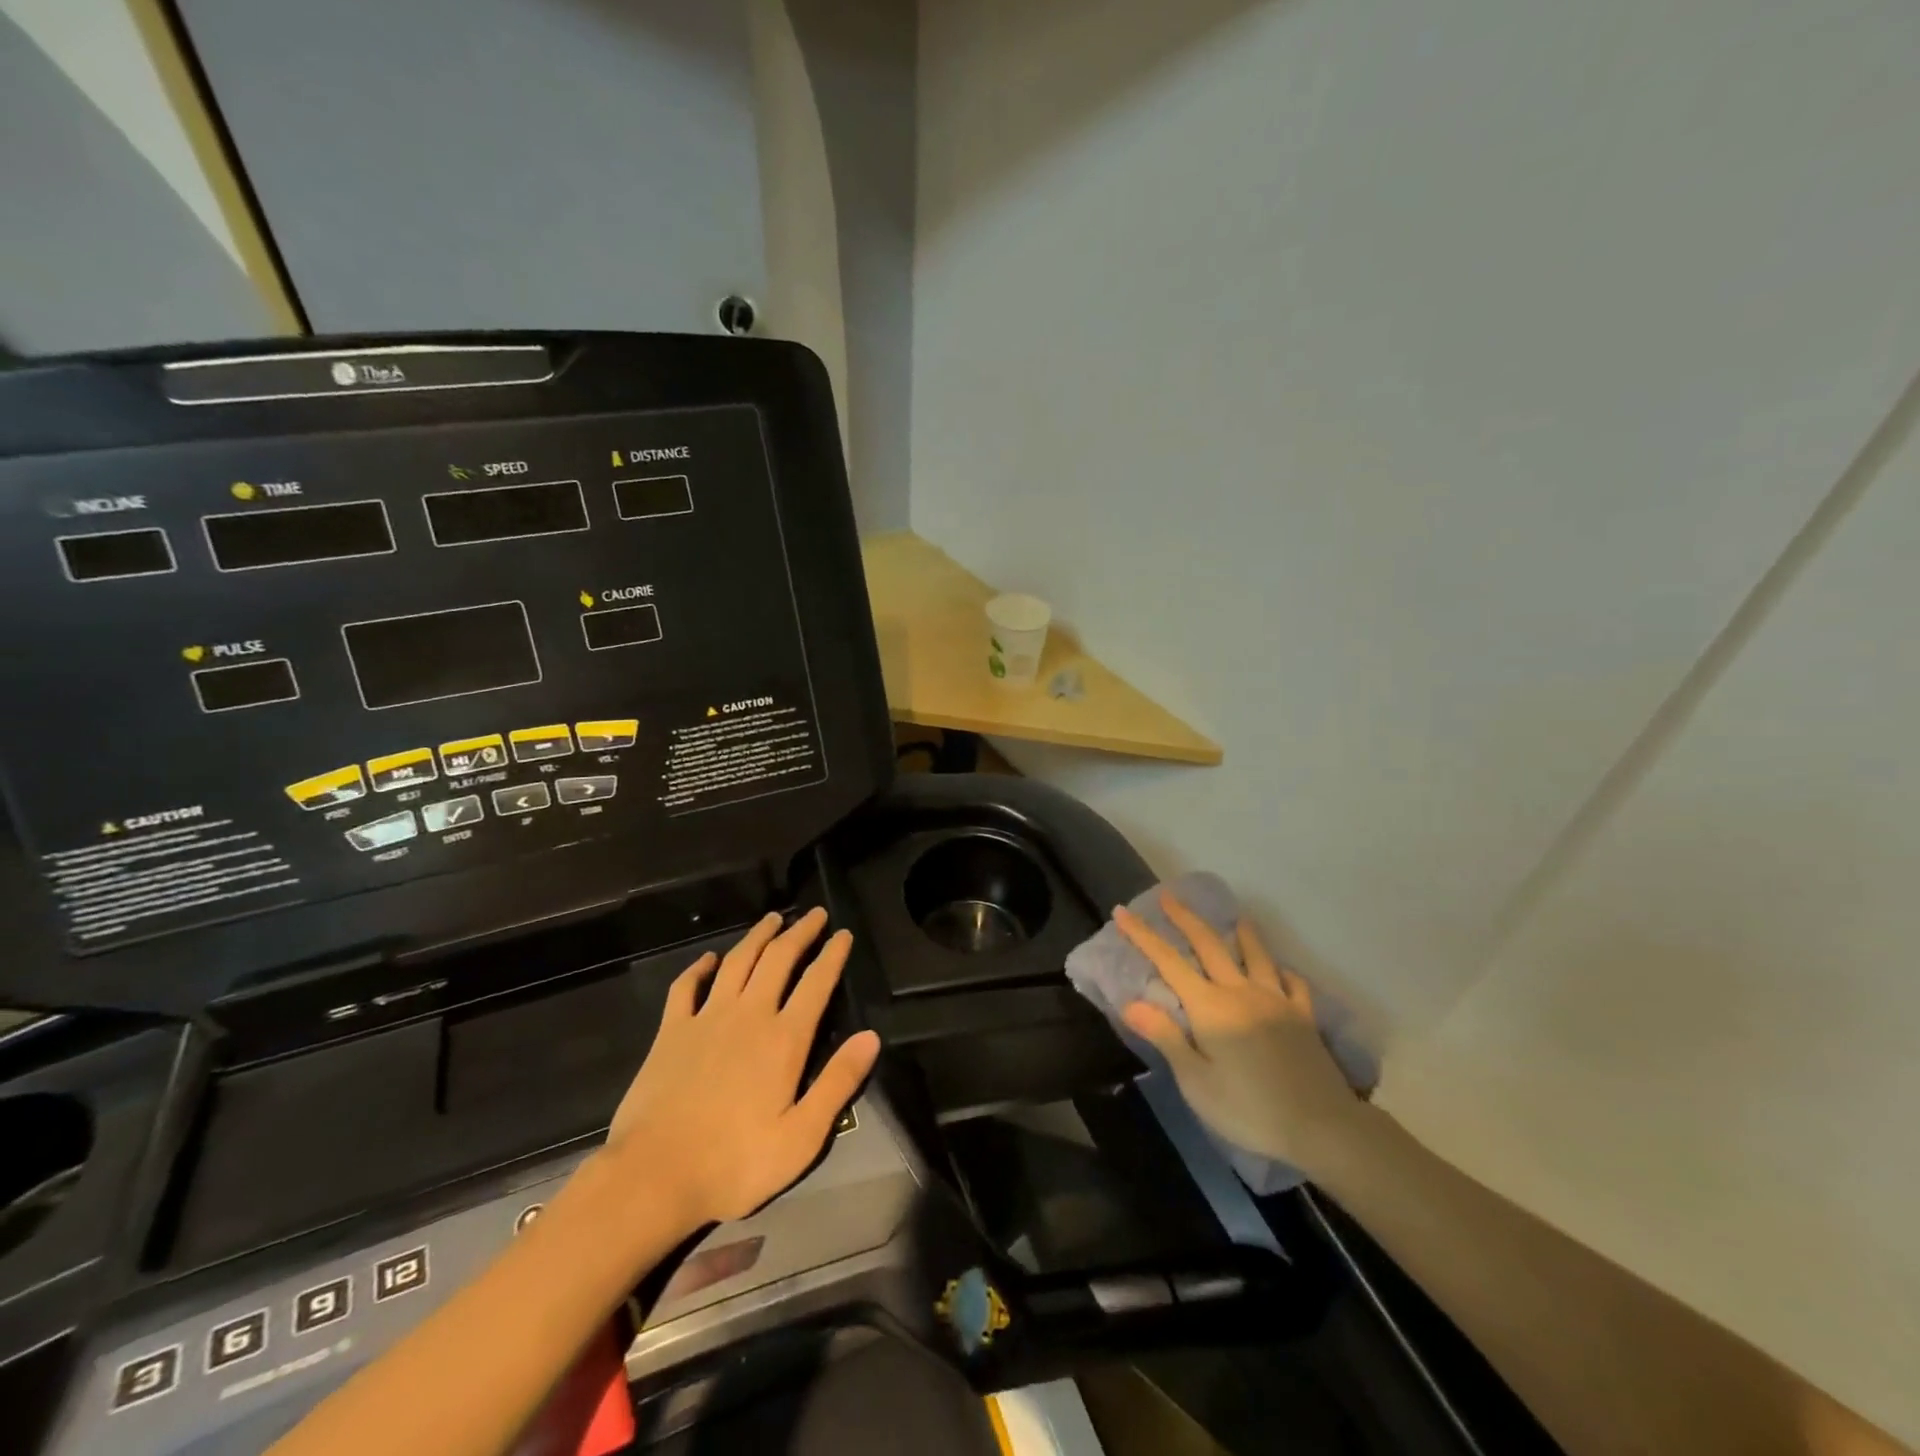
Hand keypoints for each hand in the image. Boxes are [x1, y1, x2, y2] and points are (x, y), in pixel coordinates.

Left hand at [602, 908, 880, 1229]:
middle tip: (813, 913)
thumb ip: (838, 1083)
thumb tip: (871, 1037)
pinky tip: (708, 958)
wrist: (652, 1178)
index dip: (833, 954)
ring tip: (772, 918)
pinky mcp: (671, 1032)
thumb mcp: (801, 1137)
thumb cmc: (734, 1164)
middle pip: (778, 959)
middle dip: (799, 932)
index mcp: (783, 1040)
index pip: (816, 983)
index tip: (844, 933)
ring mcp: (706, 1019)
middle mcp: (748, 1016)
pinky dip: (698, 968)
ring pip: (736, 962)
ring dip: (757, 936)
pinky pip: (686, 987)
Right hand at [1115, 895, 1363, 1174]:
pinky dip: (1282, 970)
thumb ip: (1166, 1037)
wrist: (1322, 1126)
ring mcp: (1275, 1000)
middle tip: (1169, 896)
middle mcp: (1240, 992)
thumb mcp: (1196, 1081)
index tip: (1123, 911)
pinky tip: (1280, 971)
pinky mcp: (1303, 1017)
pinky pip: (1292, 983)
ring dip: (1240, 932)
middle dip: (1185, 918)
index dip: (1143, 935)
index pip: (1168, 961)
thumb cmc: (1249, 1109)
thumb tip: (1131, 1002)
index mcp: (1210, 1007)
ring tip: (1234, 917)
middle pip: (1209, 944)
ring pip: (1255, 954)